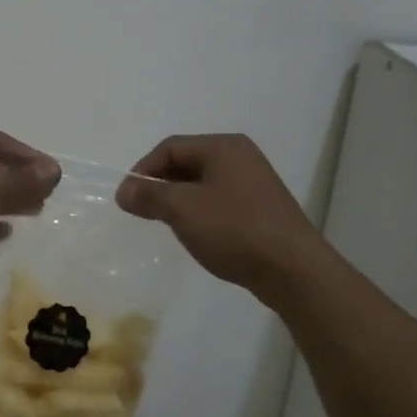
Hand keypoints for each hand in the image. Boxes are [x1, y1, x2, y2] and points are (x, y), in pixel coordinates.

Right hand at [116, 134, 322, 297]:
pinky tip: (197, 234)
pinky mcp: (261, 208)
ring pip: (203, 183)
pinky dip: (200, 212)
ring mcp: (254, 183)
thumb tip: (124, 190)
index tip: (127, 199)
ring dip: (179, 200)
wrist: (292, 269)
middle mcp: (241, 157)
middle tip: (143, 211)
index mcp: (223, 146)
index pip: (170, 147)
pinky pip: (219, 201)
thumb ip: (149, 195)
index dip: (143, 170)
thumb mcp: (183, 209)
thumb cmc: (234, 229)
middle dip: (161, 185)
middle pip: (187, 162)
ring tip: (166, 224)